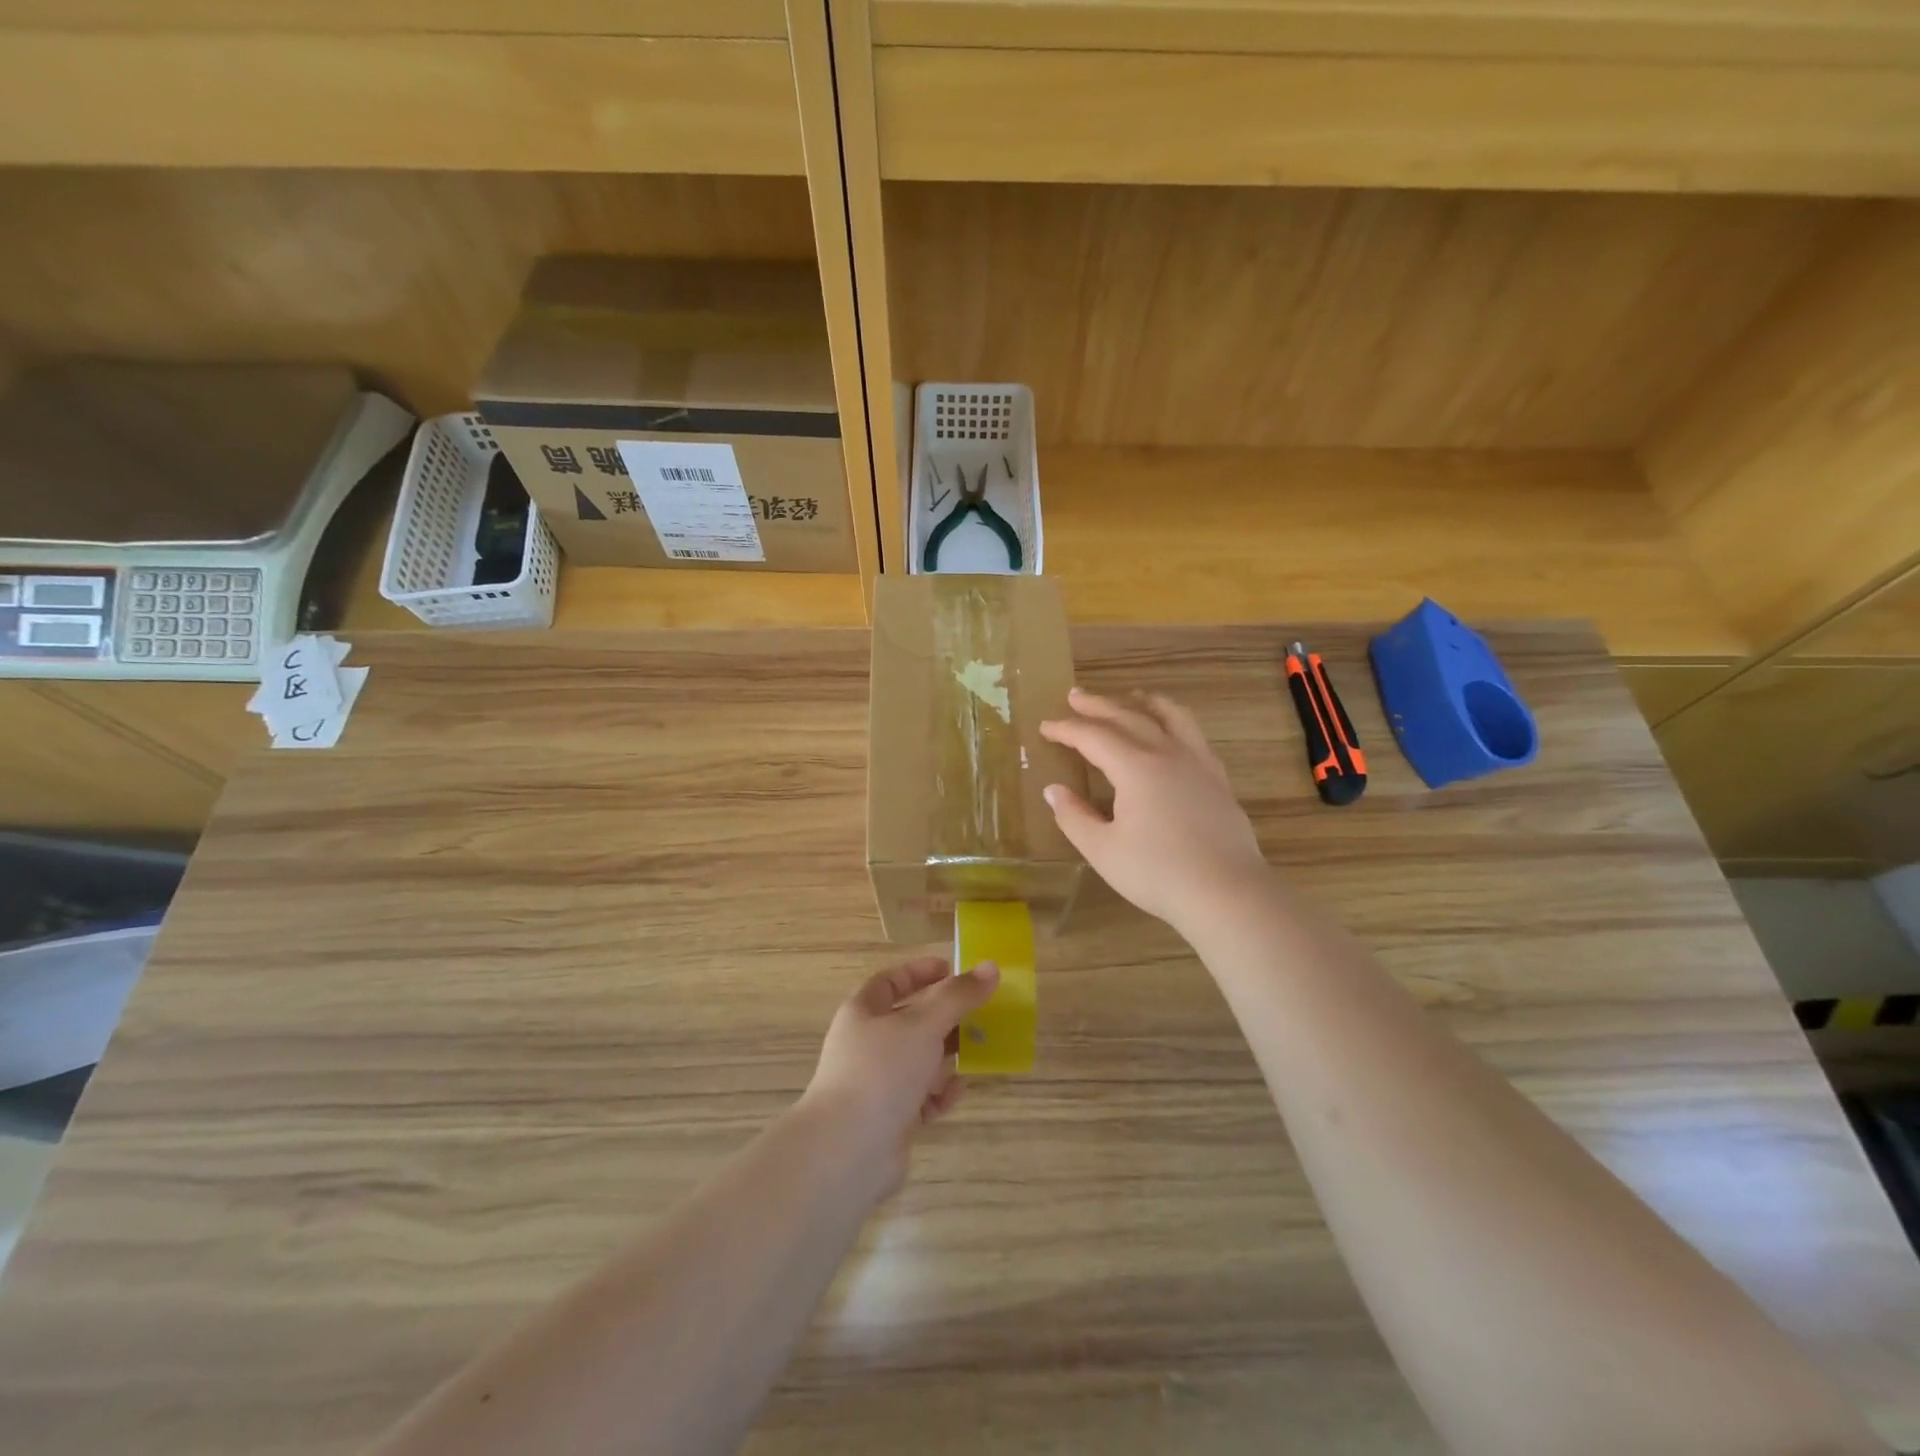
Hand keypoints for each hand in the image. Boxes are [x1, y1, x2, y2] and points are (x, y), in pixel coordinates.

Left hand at [800, 958, 999, 1194]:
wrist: (848, 1150)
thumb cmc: (882, 1071)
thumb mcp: (923, 1024)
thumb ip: (958, 996)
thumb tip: (991, 968)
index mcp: (863, 1013)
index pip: (892, 981)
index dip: (920, 972)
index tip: (953, 970)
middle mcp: (867, 1044)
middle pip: (910, 1020)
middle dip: (944, 1016)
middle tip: (980, 1011)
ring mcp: (877, 1083)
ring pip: (918, 1060)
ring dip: (946, 1054)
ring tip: (980, 1048)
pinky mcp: (889, 1118)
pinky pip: (921, 1097)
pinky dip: (940, 1092)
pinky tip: (958, 1090)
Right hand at [1041, 687, 1268, 930]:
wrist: (1227, 892)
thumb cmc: (1157, 873)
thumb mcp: (1103, 850)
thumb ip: (1074, 817)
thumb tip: (1054, 790)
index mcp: (1135, 767)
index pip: (1093, 737)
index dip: (1066, 729)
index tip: (1045, 726)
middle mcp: (1167, 754)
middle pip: (1129, 717)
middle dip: (1099, 705)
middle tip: (1076, 696)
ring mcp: (1198, 763)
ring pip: (1171, 717)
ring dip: (1145, 703)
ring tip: (1132, 697)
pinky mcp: (1218, 779)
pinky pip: (1194, 735)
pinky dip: (1175, 723)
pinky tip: (1172, 735)